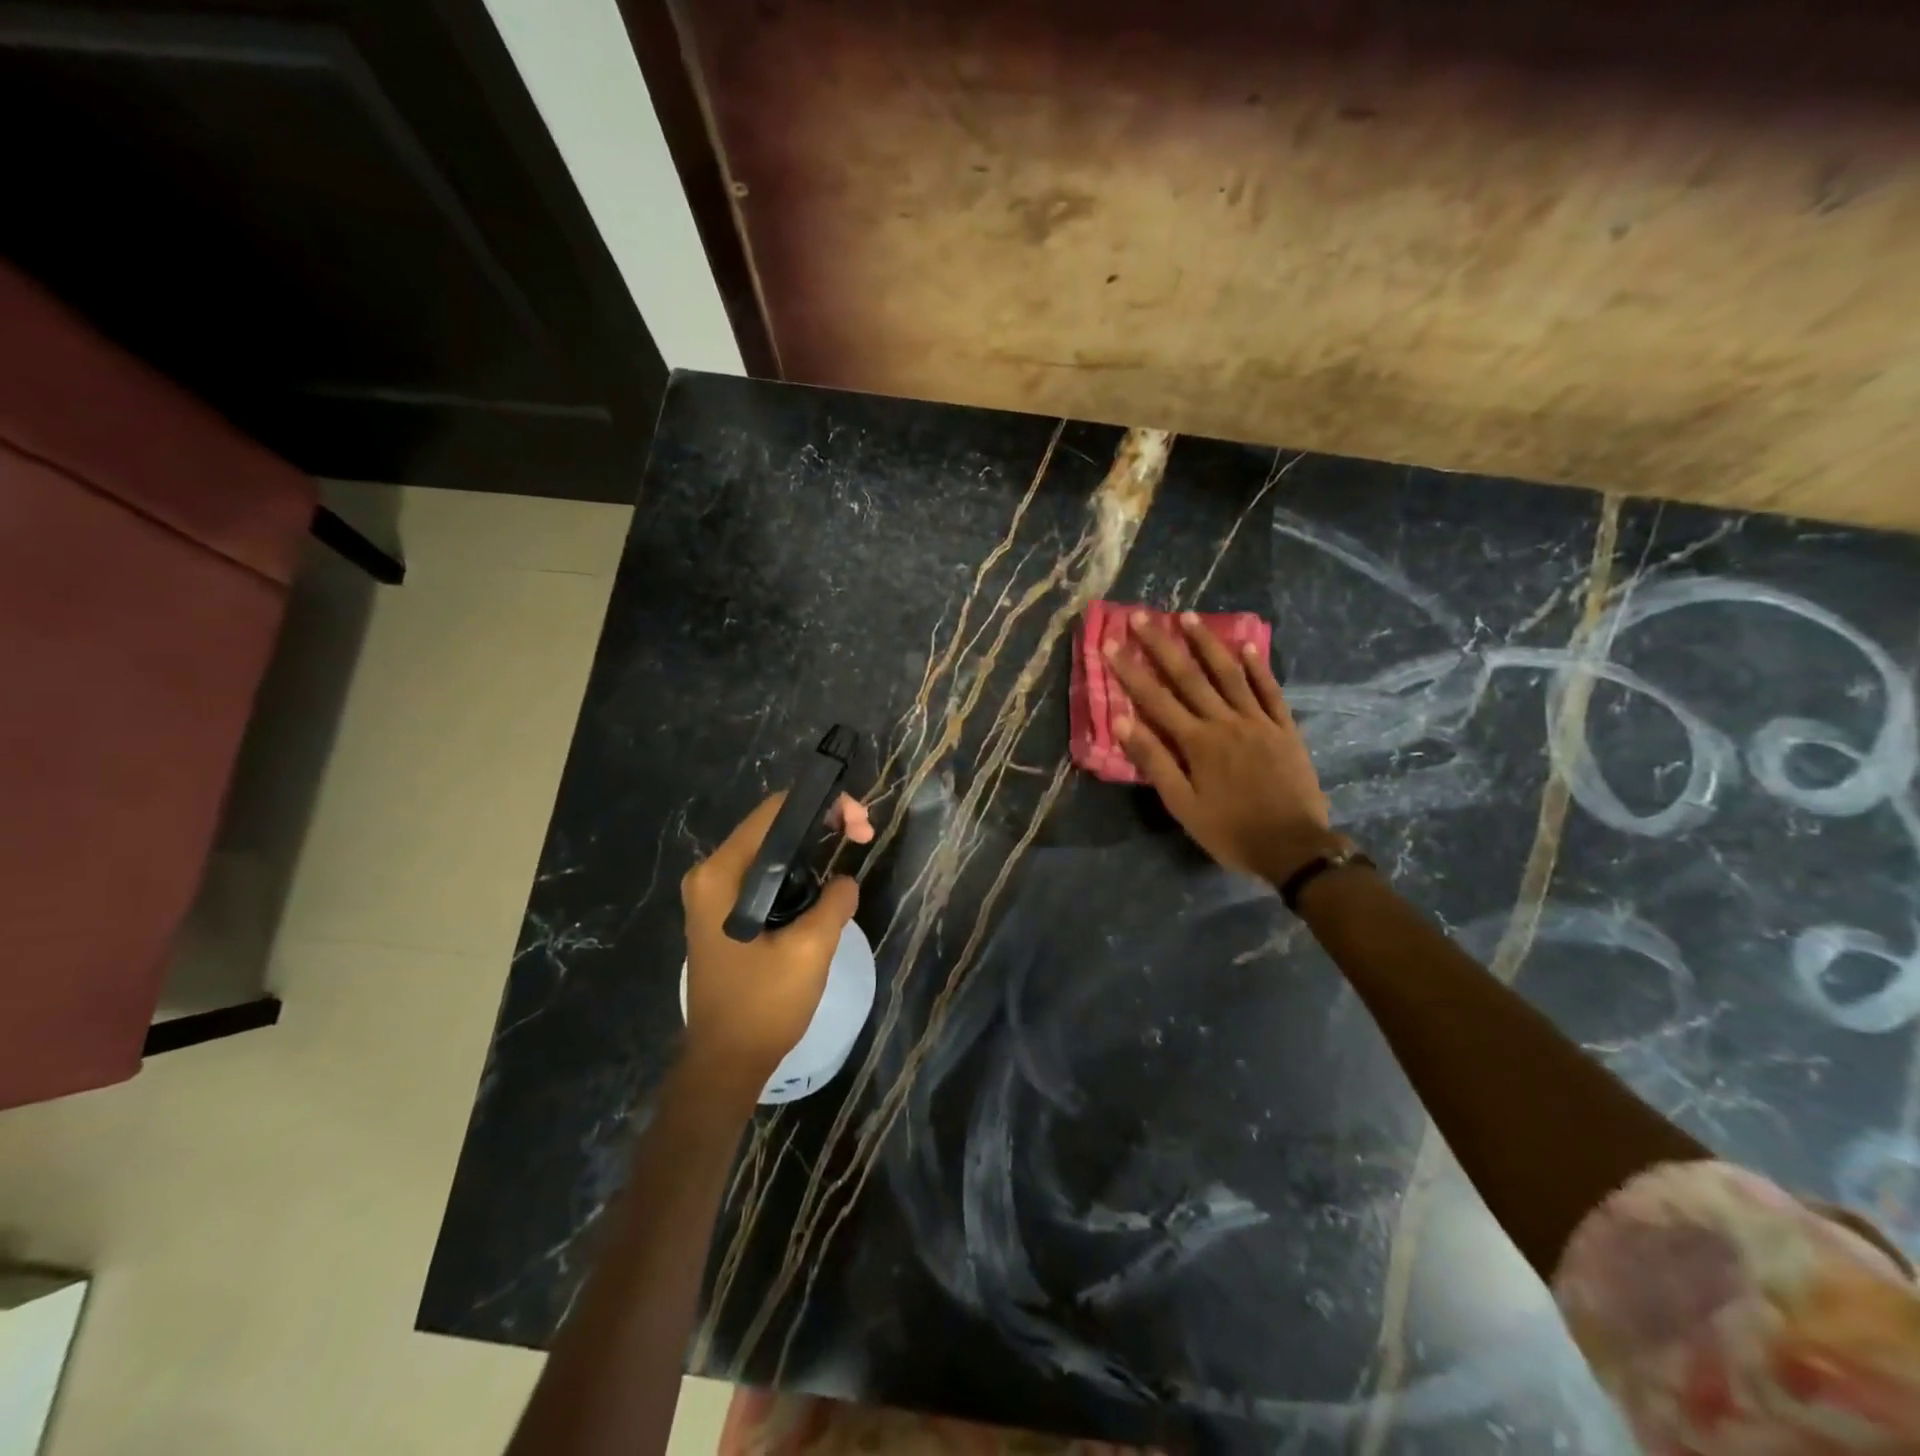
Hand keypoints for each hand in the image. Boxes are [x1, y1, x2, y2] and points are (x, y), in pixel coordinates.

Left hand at [679, 793, 872, 1098]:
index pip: (775, 812)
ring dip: (810, 846)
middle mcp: (710, 875)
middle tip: (863, 835)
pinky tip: (823, 881)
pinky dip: (795, 870)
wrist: (724, 1063)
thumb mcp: (810, 951)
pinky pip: (763, 874)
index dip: (822, 806)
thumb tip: (845, 880)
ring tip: (851, 849)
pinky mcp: (722, 913)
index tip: (860, 824)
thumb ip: (833, 903)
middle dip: (820, 823)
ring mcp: (712, 894)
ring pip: (769, 850)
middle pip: (771, 826)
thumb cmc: (763, 1006)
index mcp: (722, 875)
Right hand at [1106, 611, 1338, 885]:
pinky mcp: (1284, 728)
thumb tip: (1123, 721)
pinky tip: (1247, 645)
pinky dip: (1258, 667)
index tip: (1112, 644)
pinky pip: (1270, 691)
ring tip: (1189, 617)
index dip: (1131, 670)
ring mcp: (1258, 721)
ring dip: (1208, 644)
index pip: (1156, 699)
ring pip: (1229, 674)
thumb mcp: (1182, 804)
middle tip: (1143, 616)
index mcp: (1197, 742)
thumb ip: (1155, 760)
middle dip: (1163, 645)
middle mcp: (1225, 722)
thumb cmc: (1230, 830)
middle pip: (1189, 677)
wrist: (1293, 847)